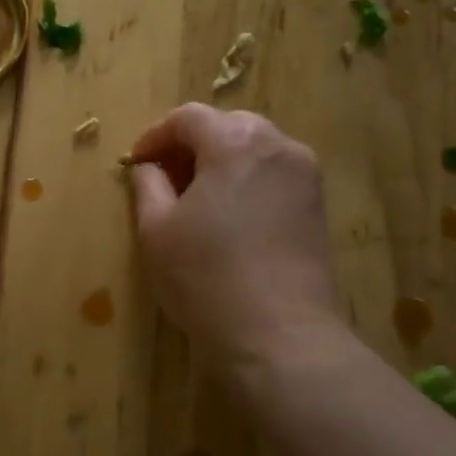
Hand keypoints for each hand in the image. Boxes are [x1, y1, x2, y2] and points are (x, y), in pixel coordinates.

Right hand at [128, 105, 343, 370]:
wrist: (281, 337)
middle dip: (191, 145)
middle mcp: (278, 146)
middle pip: (227, 127)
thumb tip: (149, 168)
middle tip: (164, 179)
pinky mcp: (318, 207)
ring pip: (254, 151)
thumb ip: (148, 186)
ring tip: (195, 200)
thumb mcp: (156, 230)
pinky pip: (274, 176)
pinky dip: (246, 182)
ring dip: (220, 163)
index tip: (137, 164)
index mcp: (236, 142)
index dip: (155, 136)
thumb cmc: (206, 278)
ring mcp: (306, 176)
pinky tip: (228, 219)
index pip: (188, 118)